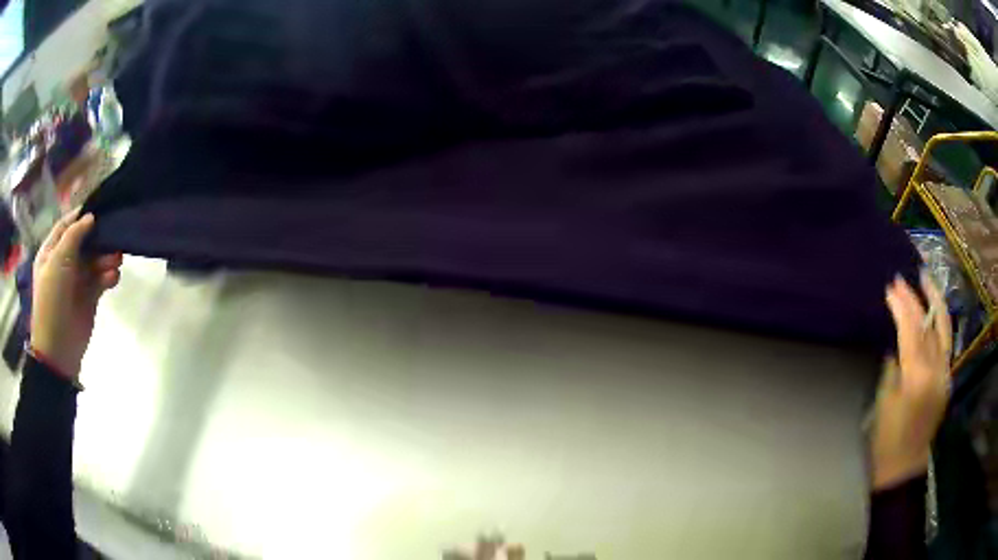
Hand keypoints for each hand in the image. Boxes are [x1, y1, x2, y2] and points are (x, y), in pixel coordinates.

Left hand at [30, 211, 121, 379]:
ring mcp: (77, 280)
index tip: (99, 208)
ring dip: (106, 257)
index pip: (66, 225)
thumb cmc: (51, 299)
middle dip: (98, 238)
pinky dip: (108, 276)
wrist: (57, 348)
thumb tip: (91, 217)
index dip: (81, 216)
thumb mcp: (57, 261)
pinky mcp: (89, 297)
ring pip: (95, 260)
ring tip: (118, 259)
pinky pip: (101, 280)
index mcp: (51, 251)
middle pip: (84, 241)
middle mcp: (64, 262)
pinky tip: (113, 278)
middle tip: (114, 236)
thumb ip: (73, 236)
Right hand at [872, 272, 950, 488]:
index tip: (891, 288)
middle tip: (902, 279)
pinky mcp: (947, 378)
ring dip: (935, 301)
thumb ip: (894, 369)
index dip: (902, 306)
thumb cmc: (887, 440)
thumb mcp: (884, 402)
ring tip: (926, 279)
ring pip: (944, 328)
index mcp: (917, 378)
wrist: (904, 467)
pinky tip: (933, 311)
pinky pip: (946, 342)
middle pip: (928, 325)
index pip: (912, 331)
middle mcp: (936, 371)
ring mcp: (945, 373)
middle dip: (916, 299)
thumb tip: (897, 347)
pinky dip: (940, 322)